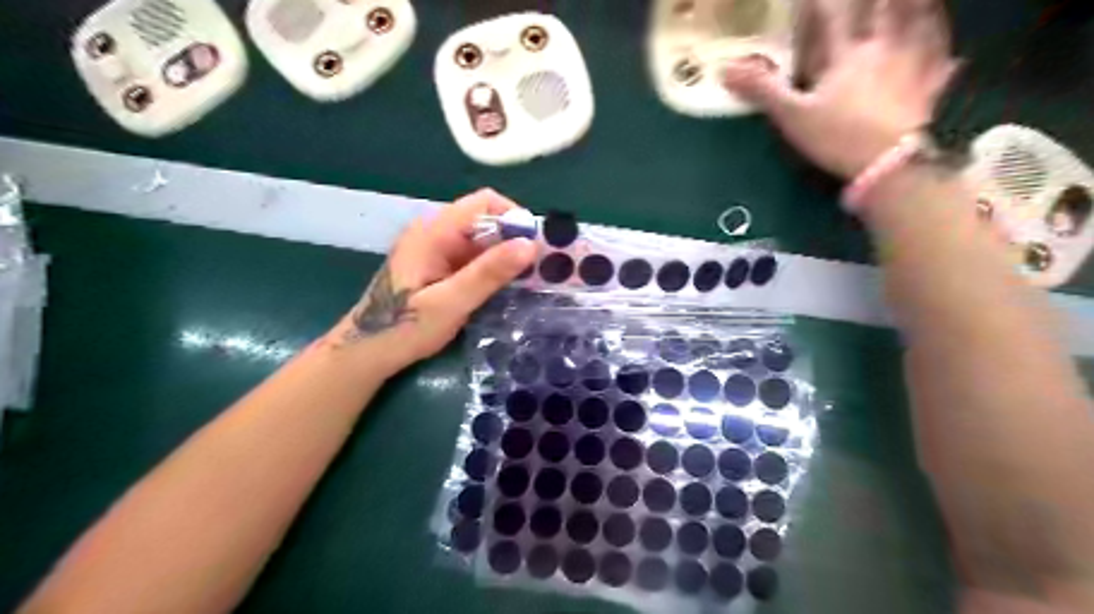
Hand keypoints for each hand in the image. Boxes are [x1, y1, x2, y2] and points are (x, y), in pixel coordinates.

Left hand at [333, 191, 537, 370]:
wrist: (367, 351)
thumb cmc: (404, 327)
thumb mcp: (450, 303)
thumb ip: (488, 273)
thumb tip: (529, 245)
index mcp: (434, 231)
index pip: (484, 203)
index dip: (515, 218)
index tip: (536, 248)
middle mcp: (436, 231)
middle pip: (486, 220)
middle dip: (515, 240)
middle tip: (539, 269)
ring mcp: (437, 249)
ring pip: (483, 240)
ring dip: (506, 256)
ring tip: (529, 280)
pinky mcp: (440, 266)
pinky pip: (474, 257)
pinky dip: (493, 268)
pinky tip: (506, 288)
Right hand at [725, 0, 959, 180]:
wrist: (886, 164)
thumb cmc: (836, 136)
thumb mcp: (792, 115)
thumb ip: (762, 90)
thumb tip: (725, 69)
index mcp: (847, 56)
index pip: (833, 17)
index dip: (822, 2)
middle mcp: (883, 51)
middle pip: (886, 10)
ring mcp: (911, 68)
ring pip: (923, 26)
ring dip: (921, 9)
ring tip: (921, 0)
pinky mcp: (927, 92)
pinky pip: (942, 67)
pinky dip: (946, 56)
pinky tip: (953, 54)